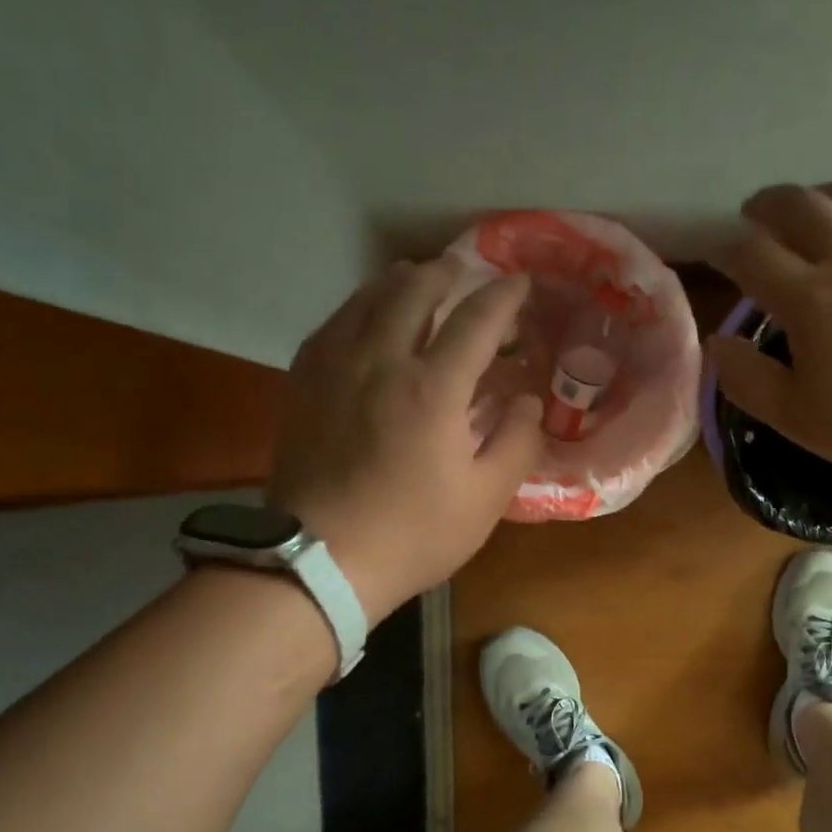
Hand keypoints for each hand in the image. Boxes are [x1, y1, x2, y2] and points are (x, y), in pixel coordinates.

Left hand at [266, 258, 543, 621]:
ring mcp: (335, 367)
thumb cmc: (413, 534)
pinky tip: (364, 317)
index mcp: (434, 388)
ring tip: (416, 279)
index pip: (477, 320)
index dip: (504, 296)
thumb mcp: (485, 500)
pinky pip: (334, 323)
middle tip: (464, 271)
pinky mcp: (304, 382)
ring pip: (367, 298)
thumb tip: (527, 402)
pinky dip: (359, 307)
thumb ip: (516, 443)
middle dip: (446, 272)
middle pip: (414, 290)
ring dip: (399, 281)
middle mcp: (382, 360)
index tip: (521, 283)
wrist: (321, 560)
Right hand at [710, 182, 831, 485]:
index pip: (750, 253)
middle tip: (755, 218)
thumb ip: (747, 380)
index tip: (716, 255)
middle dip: (766, 206)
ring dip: (819, 201)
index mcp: (811, 298)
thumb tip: (718, 343)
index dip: (724, 248)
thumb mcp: (798, 419)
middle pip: (798, 205)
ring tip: (811, 216)